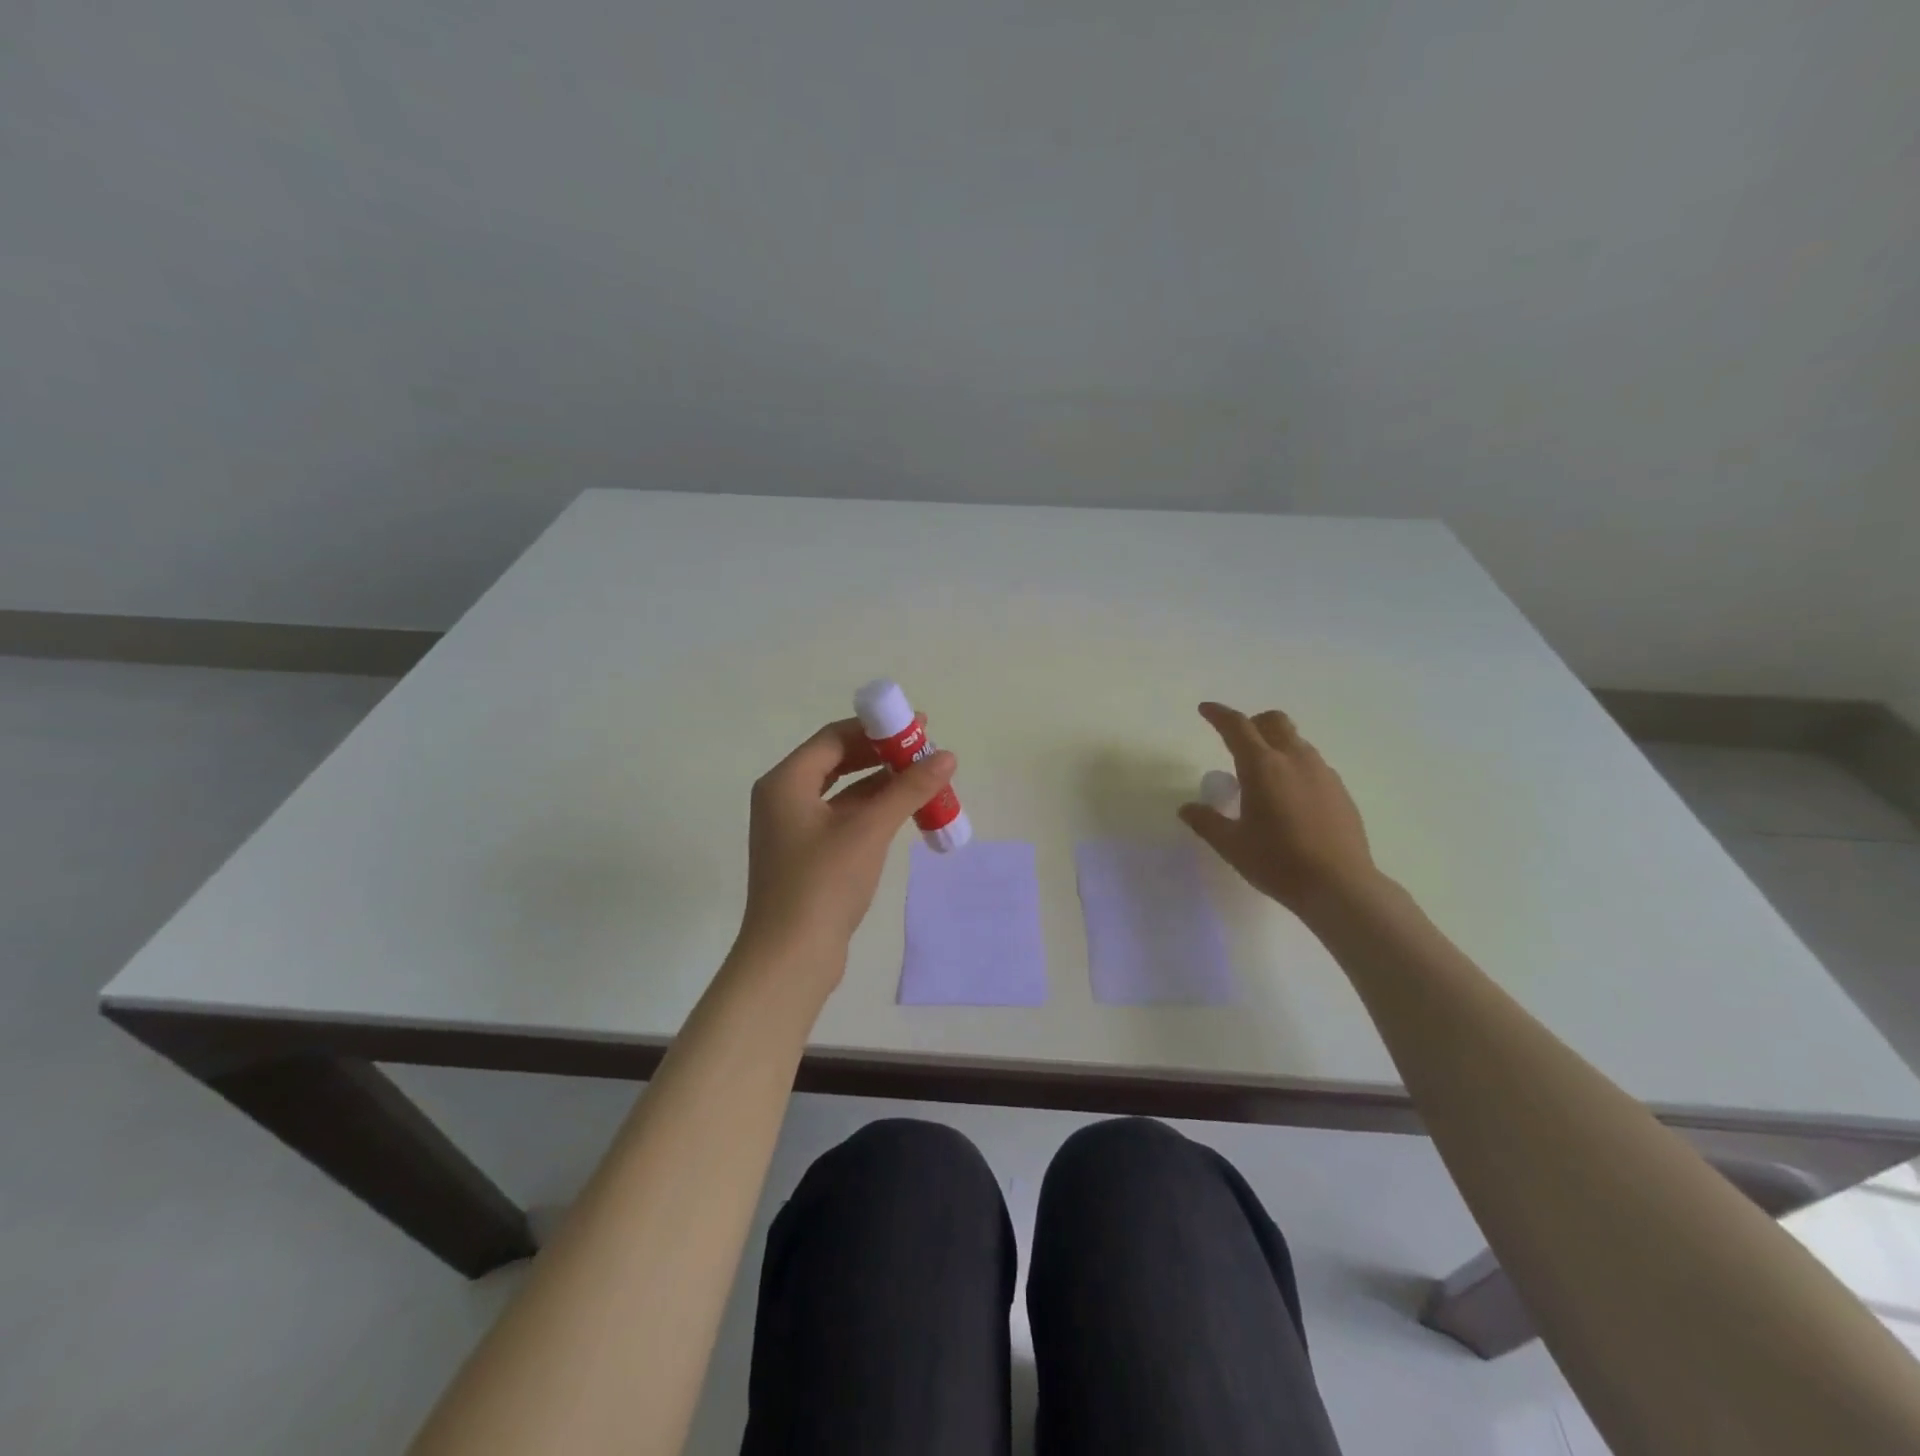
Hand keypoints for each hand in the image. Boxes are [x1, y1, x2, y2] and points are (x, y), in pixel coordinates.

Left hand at [736, 718, 956, 973]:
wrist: (790, 957)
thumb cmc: (823, 883)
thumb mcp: (869, 829)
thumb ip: (908, 789)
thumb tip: (947, 756)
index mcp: (786, 782)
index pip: (834, 737)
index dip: (877, 728)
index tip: (918, 725)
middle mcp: (784, 798)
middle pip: (837, 761)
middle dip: (881, 754)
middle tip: (924, 752)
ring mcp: (793, 828)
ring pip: (843, 792)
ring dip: (881, 783)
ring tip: (923, 779)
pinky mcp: (806, 855)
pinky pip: (842, 817)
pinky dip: (871, 810)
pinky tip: (904, 812)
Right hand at [1179, 702, 1378, 916]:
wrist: (1340, 886)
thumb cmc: (1277, 862)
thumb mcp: (1231, 845)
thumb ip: (1206, 821)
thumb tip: (1187, 808)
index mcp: (1262, 766)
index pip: (1237, 727)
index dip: (1218, 715)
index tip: (1205, 709)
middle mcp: (1295, 760)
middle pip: (1274, 722)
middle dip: (1252, 723)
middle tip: (1236, 742)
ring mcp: (1322, 773)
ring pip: (1296, 742)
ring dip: (1275, 745)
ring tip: (1263, 776)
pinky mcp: (1340, 790)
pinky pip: (1313, 764)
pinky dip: (1295, 767)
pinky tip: (1290, 798)